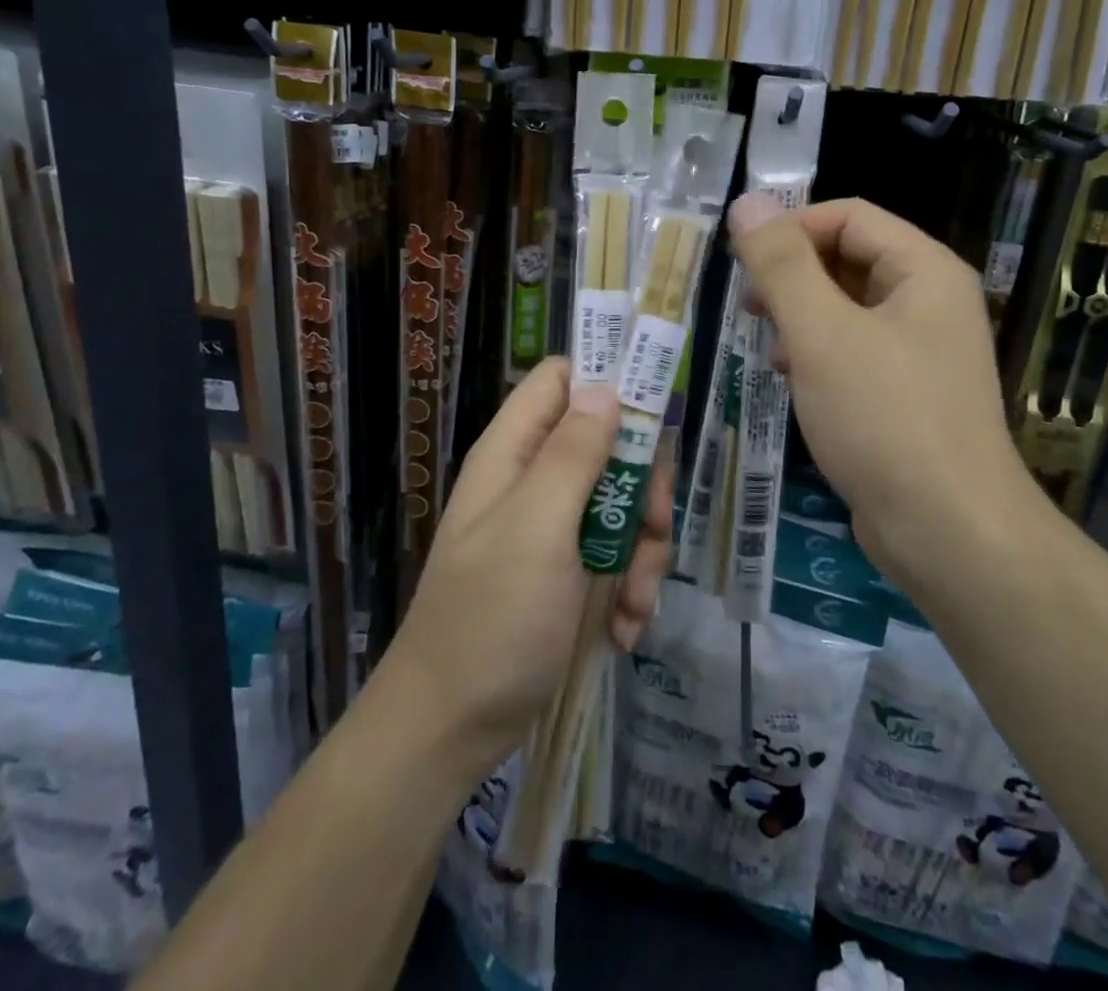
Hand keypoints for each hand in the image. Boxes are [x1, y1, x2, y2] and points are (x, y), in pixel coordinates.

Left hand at [384, 359, 673, 769]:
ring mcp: (553, 527)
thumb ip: (573, 454)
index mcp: (515, 451)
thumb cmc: (491, 619)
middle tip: (654, 523)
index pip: (562, 379)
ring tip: (635, 603)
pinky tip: (623, 629)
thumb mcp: (537, 528)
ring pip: (623, 503)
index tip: (656, 412)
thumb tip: (607, 388)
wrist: (452, 729)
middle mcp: (535, 479)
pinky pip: (617, 554)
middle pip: (610, 442)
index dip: (608, 379)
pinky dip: (629, 588)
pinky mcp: (568, 571)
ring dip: (642, 550)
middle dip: (643, 484)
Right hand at [727, 196, 1029, 593]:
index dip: (791, 229)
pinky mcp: (907, 393)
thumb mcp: (822, 333)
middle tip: (749, 307)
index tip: (742, 263)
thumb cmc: (884, 419)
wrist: (949, 532)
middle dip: (793, 275)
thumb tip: (746, 202)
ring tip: (767, 345)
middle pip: (849, 258)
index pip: (848, 216)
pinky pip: (854, 350)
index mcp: (924, 271)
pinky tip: (793, 379)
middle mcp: (929, 301)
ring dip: (800, 316)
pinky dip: (818, 353)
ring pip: (847, 307)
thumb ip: (782, 265)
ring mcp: (921, 350)